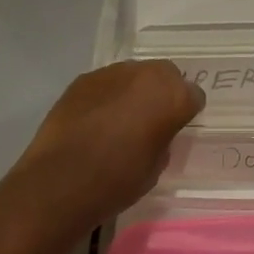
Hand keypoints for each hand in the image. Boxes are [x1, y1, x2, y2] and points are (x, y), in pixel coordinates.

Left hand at [8, 61, 204, 225]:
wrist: (61, 181)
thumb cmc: (118, 181)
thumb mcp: (156, 167)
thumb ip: (163, 138)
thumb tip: (156, 131)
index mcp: (172, 96)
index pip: (193, 96)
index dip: (186, 113)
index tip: (177, 128)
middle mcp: (146, 74)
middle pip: (165, 74)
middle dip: (162, 92)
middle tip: (152, 118)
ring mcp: (112, 72)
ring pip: (134, 74)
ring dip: (134, 91)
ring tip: (120, 118)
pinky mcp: (83, 79)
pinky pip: (106, 83)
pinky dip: (107, 95)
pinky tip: (96, 120)